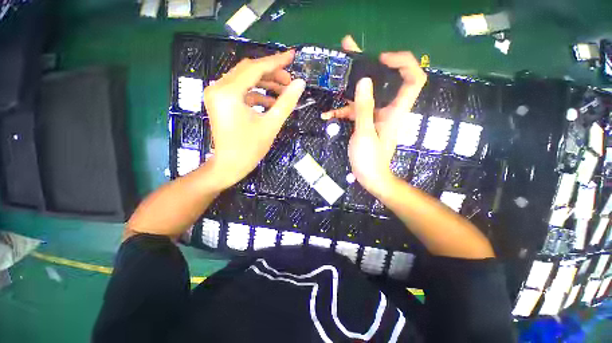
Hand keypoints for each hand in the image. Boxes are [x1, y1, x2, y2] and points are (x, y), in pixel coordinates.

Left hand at [203, 51, 305, 189]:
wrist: (229, 166)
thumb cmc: (250, 148)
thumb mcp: (271, 125)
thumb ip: (286, 102)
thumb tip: (300, 83)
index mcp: (229, 92)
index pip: (255, 68)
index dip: (276, 62)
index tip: (292, 56)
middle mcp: (218, 87)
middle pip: (249, 70)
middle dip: (272, 74)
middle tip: (290, 81)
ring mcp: (217, 94)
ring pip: (245, 80)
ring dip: (265, 84)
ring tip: (283, 92)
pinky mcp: (220, 101)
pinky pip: (241, 91)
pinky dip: (257, 94)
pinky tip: (271, 103)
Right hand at [336, 35, 426, 194]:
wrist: (369, 177)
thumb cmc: (370, 160)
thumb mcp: (365, 133)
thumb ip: (365, 108)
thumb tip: (365, 81)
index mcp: (396, 110)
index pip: (413, 78)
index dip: (403, 63)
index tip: (381, 58)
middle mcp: (388, 109)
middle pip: (385, 80)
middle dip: (369, 65)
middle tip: (351, 51)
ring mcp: (375, 115)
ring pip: (366, 95)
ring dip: (351, 87)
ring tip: (336, 73)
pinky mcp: (365, 122)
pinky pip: (355, 111)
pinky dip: (342, 110)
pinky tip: (327, 113)